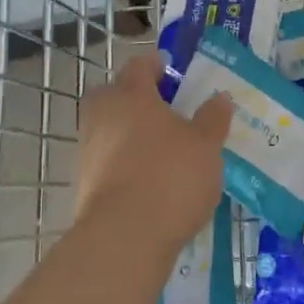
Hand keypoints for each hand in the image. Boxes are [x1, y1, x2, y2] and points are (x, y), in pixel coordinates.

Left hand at [75, 51, 231, 250]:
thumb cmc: (171, 176)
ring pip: (108, 129)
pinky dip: (123, 163)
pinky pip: (106, 161)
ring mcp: (88, 151)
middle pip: (115, 95)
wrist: (125, 237)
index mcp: (131, 96)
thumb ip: (212, 119)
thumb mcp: (206, 145)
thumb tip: (219, 97)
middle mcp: (103, 116)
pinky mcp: (83, 185)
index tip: (171, 71)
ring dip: (129, 133)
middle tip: (164, 110)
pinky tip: (147, 180)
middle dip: (135, 98)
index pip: (139, 66)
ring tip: (161, 149)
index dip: (155, 65)